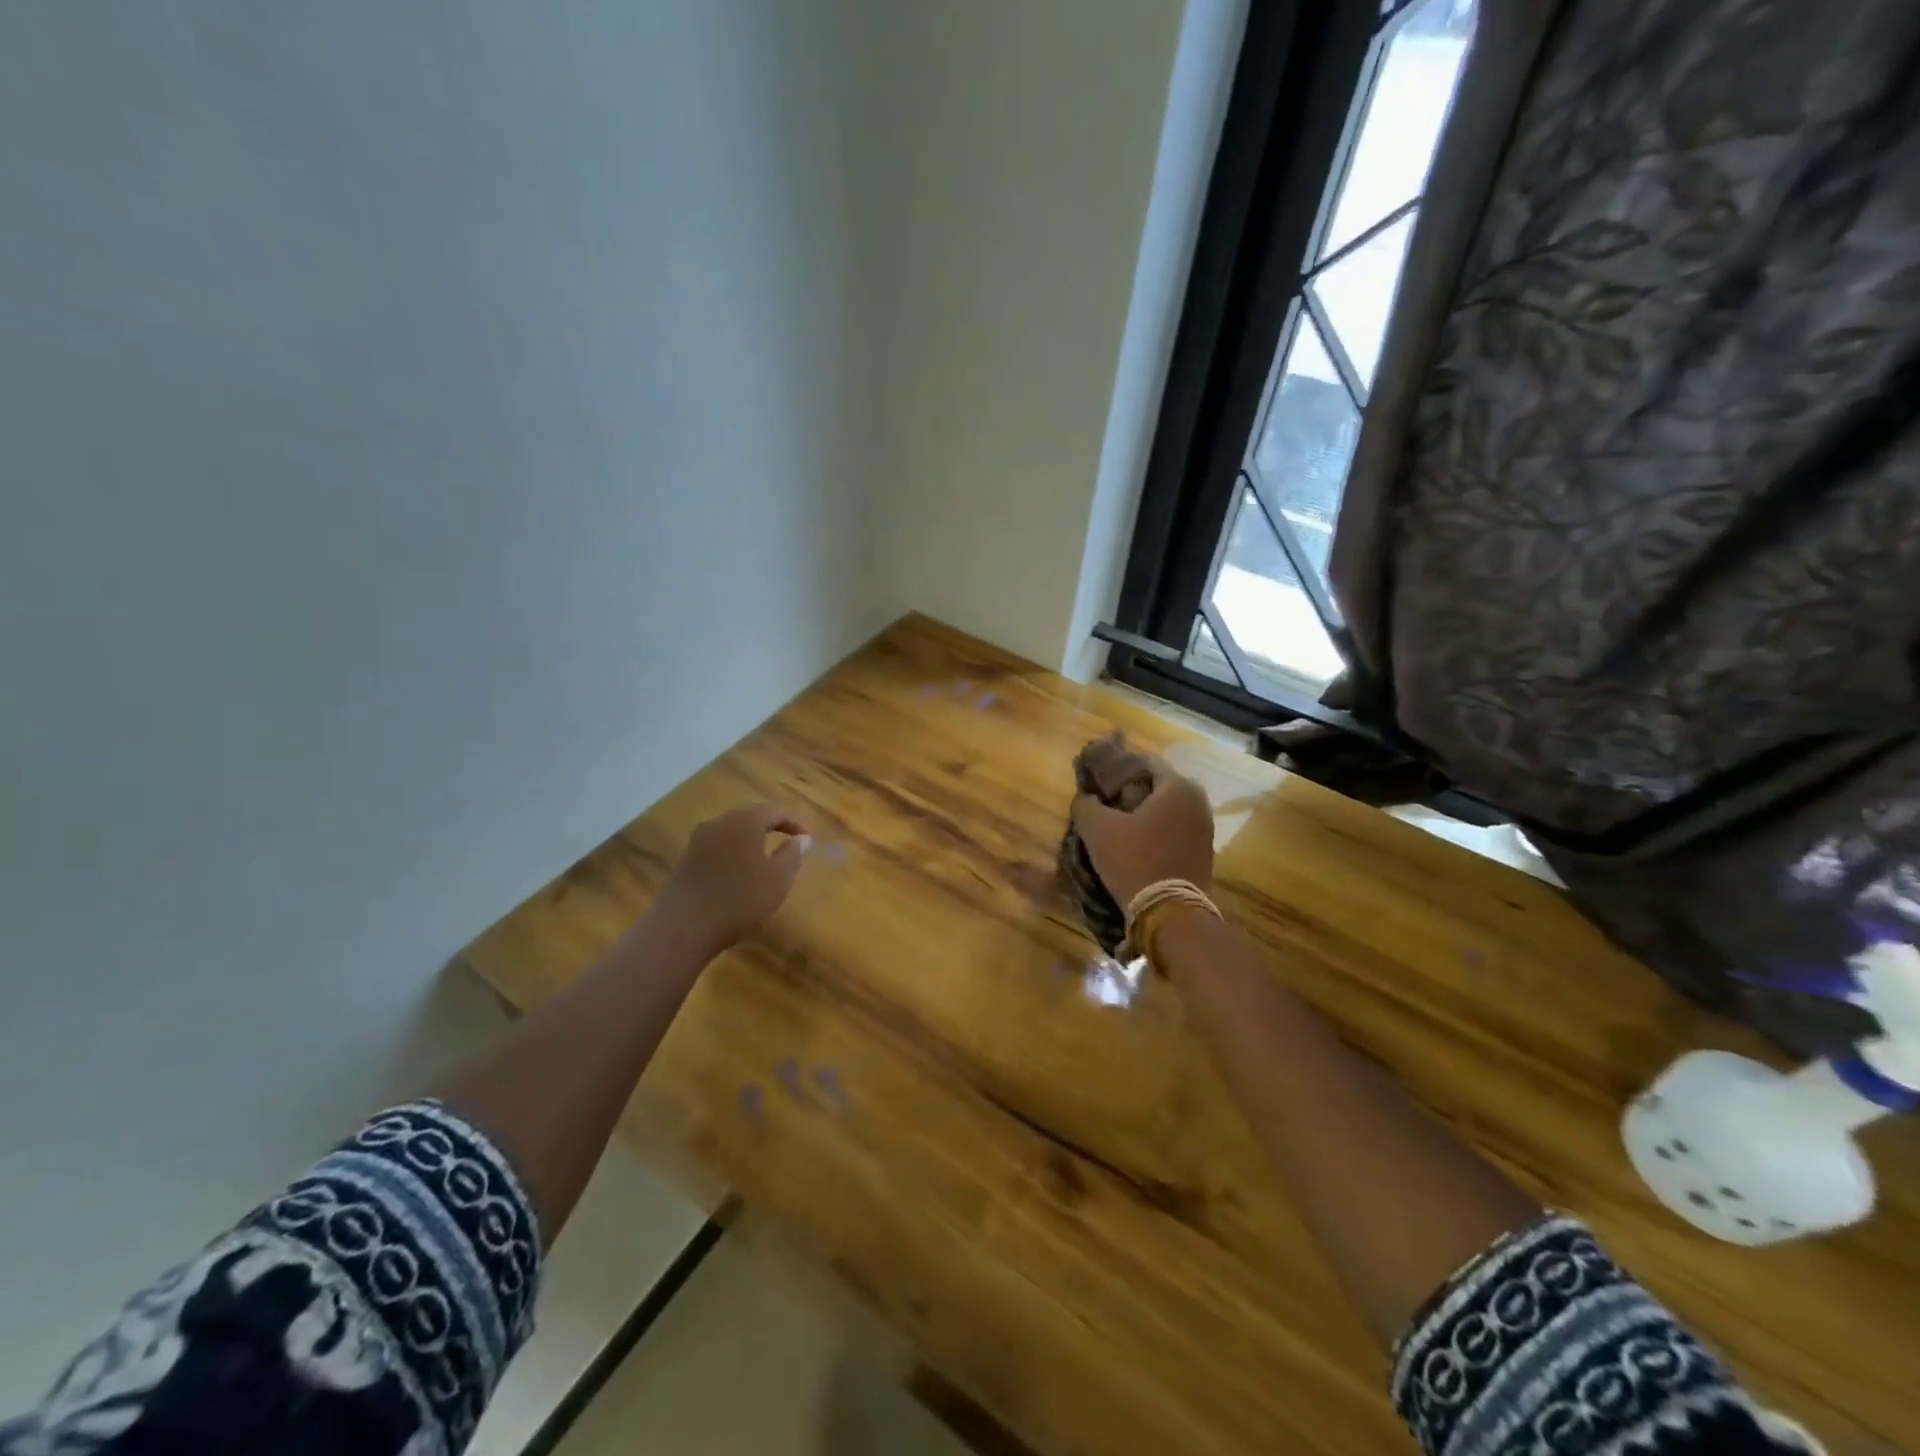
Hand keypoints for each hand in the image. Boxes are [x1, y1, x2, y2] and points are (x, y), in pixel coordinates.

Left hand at [659, 804, 811, 952]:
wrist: (682, 927)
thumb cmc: (739, 899)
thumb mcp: (778, 879)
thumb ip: (793, 855)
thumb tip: (802, 838)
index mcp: (744, 821)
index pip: (775, 811)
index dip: (793, 823)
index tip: (807, 839)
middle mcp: (719, 823)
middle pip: (749, 818)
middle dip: (770, 829)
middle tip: (787, 846)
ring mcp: (697, 841)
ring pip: (731, 834)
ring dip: (749, 843)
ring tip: (763, 862)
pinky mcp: (685, 861)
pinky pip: (716, 849)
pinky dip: (732, 856)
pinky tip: (737, 877)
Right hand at [1072, 756, 1213, 906]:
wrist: (1170, 913)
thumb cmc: (1134, 860)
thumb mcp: (1097, 829)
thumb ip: (1086, 805)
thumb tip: (1084, 798)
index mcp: (1177, 787)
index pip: (1145, 763)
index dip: (1119, 769)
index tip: (1099, 782)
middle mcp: (1198, 802)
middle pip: (1158, 787)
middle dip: (1132, 793)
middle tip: (1106, 804)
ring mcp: (1205, 829)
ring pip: (1168, 811)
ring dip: (1145, 814)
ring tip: (1118, 826)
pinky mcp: (1204, 853)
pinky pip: (1176, 831)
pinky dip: (1157, 833)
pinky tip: (1136, 845)